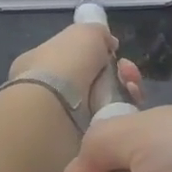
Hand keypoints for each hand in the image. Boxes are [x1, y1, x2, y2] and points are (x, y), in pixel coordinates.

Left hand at [8, 22, 141, 109]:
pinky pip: (110, 122)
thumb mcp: (84, 32)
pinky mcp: (81, 139)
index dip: (98, 54)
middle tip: (127, 71)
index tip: (115, 52)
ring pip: (107, 101)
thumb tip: (109, 44)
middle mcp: (51, 90)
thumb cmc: (64, 64)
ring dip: (125, 91)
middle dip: (119, 74)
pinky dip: (123, 112)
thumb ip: (98, 33)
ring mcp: (65, 116)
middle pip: (96, 80)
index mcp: (41, 63)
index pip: (74, 57)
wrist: (55, 111)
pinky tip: (128, 104)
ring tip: (131, 87)